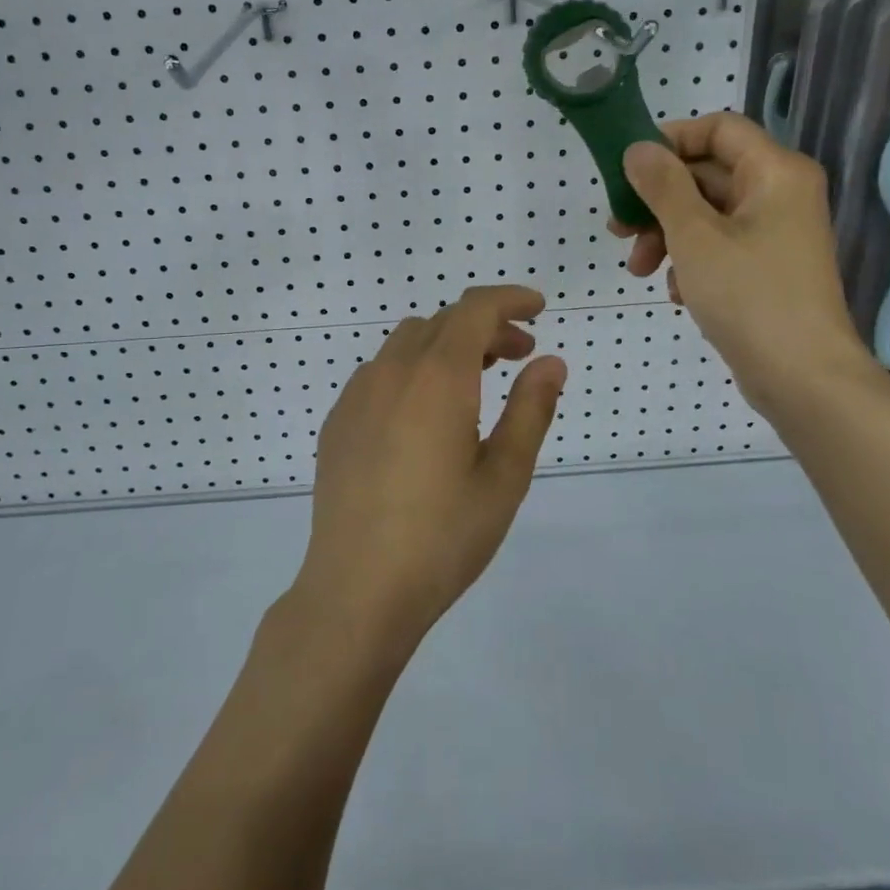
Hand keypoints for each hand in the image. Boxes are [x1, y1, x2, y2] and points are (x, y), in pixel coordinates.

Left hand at [295, 286, 566, 650]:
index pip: (475, 309)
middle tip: (520, 355)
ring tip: (476, 380)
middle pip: (443, 322)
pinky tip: (425, 415)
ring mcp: (357, 395)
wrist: (357, 589)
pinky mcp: (338, 421)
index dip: (510, 299)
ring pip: (407, 343)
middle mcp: (392, 371)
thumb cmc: (443, 536)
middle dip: (486, 326)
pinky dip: (413, 369)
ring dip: (447, 345)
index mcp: (438, 377)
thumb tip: (551, 362)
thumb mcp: (504, 476)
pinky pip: (380, 372)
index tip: (538, 309)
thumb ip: (531, 410)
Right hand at [612, 113, 874, 409]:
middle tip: (618, 229)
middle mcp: (780, 193)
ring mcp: (775, 232)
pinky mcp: (767, 266)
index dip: (669, 141)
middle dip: (657, 201)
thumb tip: (639, 148)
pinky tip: (677, 292)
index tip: (627, 170)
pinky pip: (719, 245)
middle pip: (706, 174)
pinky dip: (691, 260)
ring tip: (640, 270)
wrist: (803, 378)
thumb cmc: (749, 296)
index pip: (717, 128)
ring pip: (706, 213)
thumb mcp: (694, 235)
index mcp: (775, 172)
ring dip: (666, 235)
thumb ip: (663, 185)